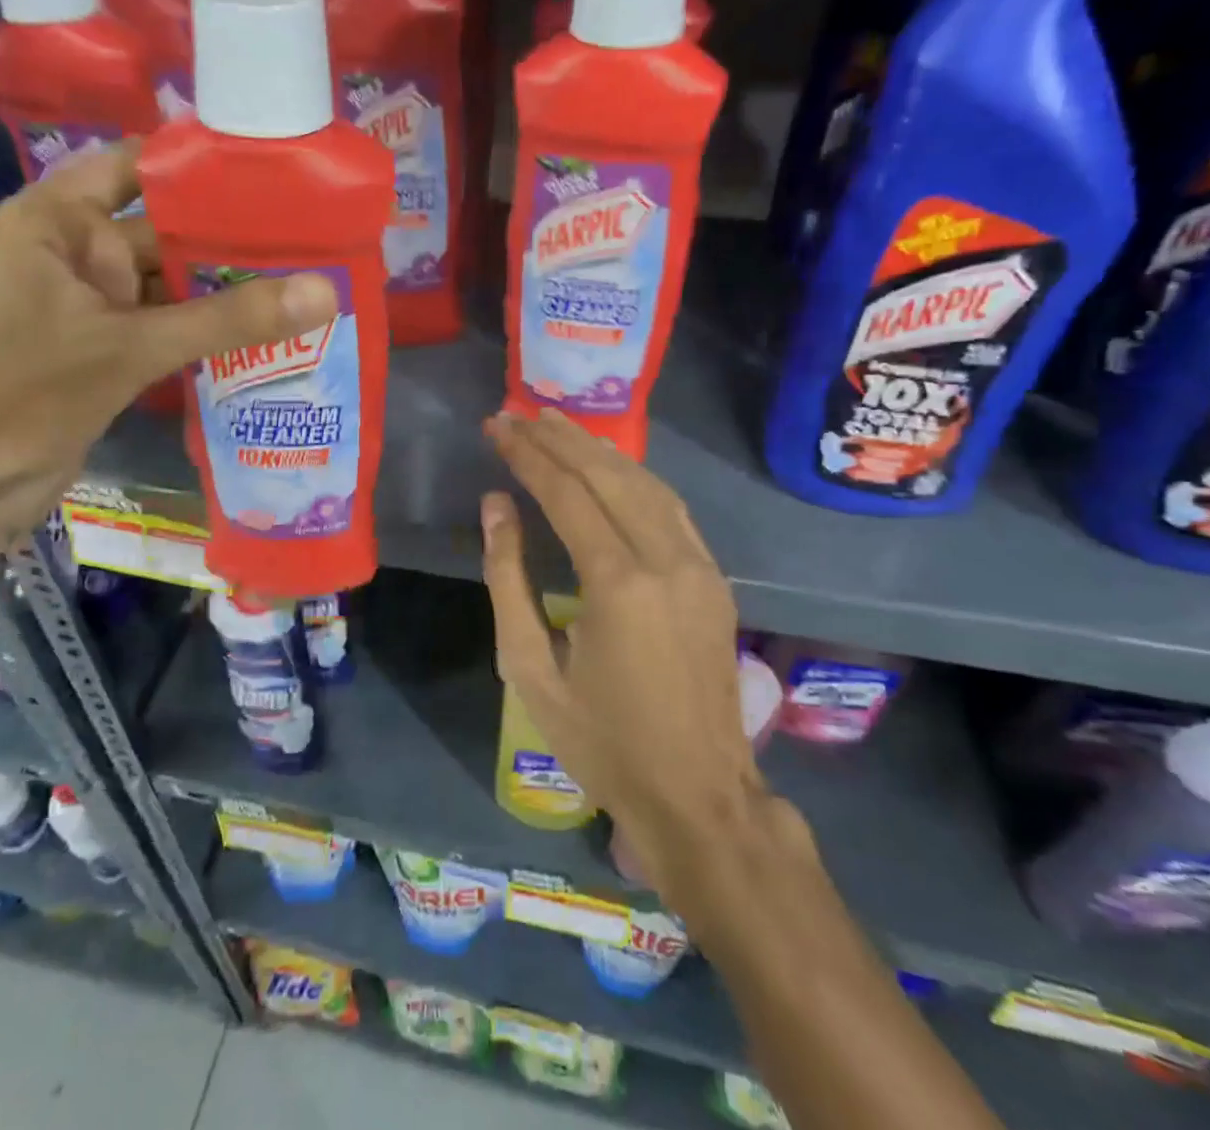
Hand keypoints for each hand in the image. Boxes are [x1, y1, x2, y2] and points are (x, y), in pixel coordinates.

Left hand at [0, 141, 336, 549]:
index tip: (276, 169)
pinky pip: (167, 330)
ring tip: (308, 281)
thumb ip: (229, 320)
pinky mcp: (104, 354)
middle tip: (315, 237)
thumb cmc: (21, 393)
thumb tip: (327, 292)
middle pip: (165, 232)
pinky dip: (209, 332)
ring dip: (227, 292)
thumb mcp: (131, 347)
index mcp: (56, 221)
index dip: (201, 165)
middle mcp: (75, 254)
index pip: (137, 167)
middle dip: (231, 239)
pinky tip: (269, 333)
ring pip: (171, 287)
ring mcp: (90, 308)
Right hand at [481, 411, 771, 909]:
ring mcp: (699, 566)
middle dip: (559, 439)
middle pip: (608, 475)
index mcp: (618, 584)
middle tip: (518, 414)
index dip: (529, 454)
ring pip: (645, 483)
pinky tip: (610, 466)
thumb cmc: (601, 740)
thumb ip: (508, 578)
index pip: (567, 493)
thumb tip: (495, 506)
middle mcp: (666, 560)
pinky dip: (634, 477)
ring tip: (557, 425)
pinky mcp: (713, 579)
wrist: (698, 794)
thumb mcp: (530, 668)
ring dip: (598, 449)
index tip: (497, 426)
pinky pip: (671, 508)